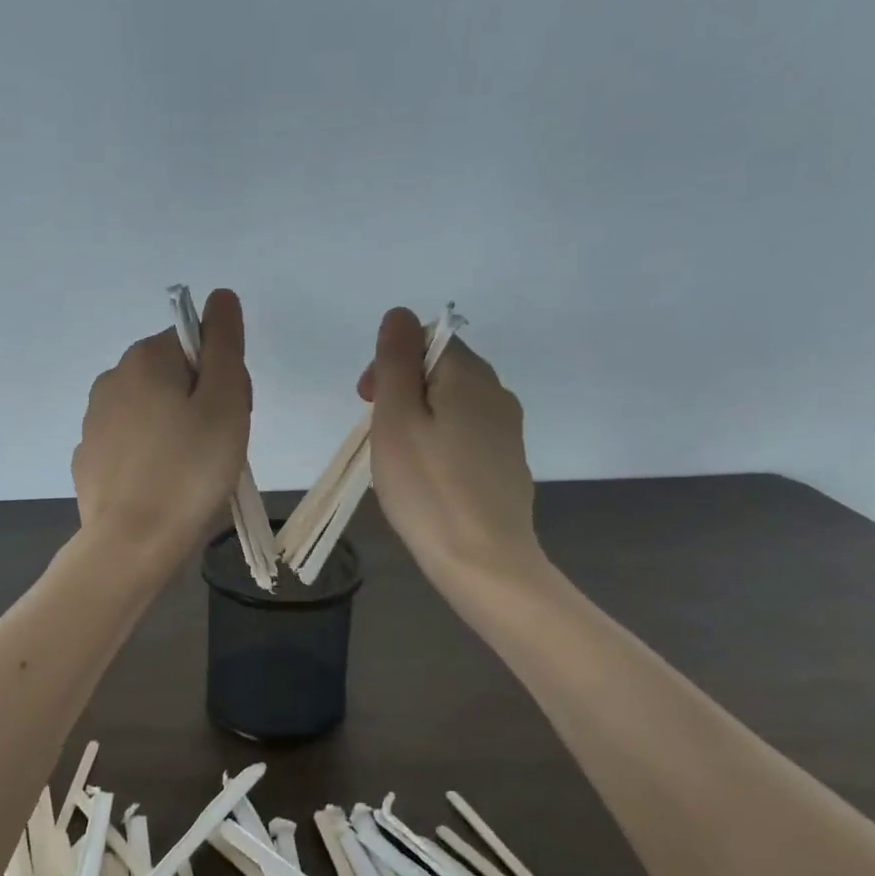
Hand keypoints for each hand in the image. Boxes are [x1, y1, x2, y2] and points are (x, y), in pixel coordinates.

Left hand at [72, 288, 251, 569]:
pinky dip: (150, 458)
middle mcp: (111, 380)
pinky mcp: (89, 460)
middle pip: (171, 377)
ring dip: (175, 431)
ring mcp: (94, 422)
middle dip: (199, 404)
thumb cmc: (190, 469)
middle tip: (216, 447)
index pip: (194, 346)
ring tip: (191, 474)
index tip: (228, 415)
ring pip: (151, 413)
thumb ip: (224, 344)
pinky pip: (131, 446)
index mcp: (143, 359)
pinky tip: (161, 488)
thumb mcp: (225, 401)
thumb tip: (220, 297)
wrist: (133, 542)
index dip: (221, 377)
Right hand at [359, 307, 544, 588]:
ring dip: (418, 418)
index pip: (426, 340)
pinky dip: (439, 443)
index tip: (368, 402)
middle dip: (401, 391)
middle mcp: (497, 393)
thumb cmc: (428, 487)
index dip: (390, 362)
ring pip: (451, 404)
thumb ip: (395, 361)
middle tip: (378, 435)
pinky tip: (427, 479)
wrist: (483, 560)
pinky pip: (465, 434)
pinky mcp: (506, 463)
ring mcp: (506, 431)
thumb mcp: (397, 418)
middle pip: (440, 370)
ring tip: (398, 460)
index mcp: (470, 376)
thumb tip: (399, 314)